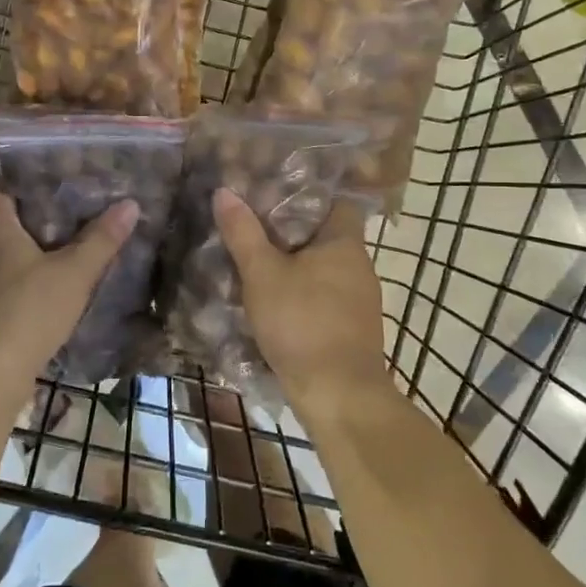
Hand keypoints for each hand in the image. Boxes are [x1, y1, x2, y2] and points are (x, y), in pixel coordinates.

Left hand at [0, 188, 136, 395]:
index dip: (22, 184)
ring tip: (53, 266)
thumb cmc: (27, 312)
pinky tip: (32, 307)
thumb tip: (129, 204)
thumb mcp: (74, 274)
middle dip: (28, 226)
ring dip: (17, 263)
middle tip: (65, 225)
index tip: (51, 186)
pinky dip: (8, 294)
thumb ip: (101, 239)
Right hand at [213, 189, 390, 417]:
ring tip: (259, 264)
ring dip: (297, 267)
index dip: (306, 196)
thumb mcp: (262, 274)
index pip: (335, 202)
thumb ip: (243, 233)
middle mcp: (360, 266)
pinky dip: (304, 295)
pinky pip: (326, 298)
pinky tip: (278, 304)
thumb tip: (224, 192)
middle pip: (326, 236)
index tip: (274, 196)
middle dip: (293, 233)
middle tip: (254, 228)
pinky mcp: (353, 329)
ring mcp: (361, 300)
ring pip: (324, 269)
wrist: (339, 394)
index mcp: (345, 242)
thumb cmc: (301, 322)